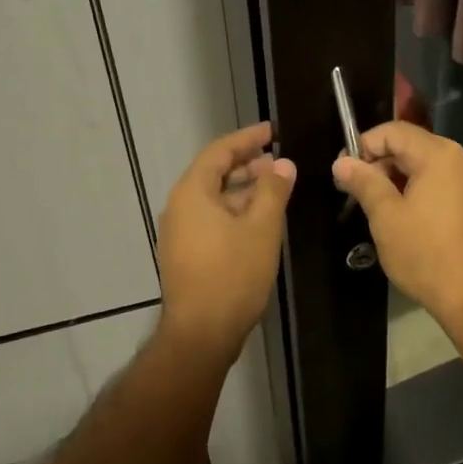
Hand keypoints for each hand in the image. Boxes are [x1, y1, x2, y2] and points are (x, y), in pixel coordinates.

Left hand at [157, 123, 295, 363]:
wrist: (201, 333)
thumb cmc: (233, 275)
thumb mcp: (261, 228)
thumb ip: (273, 191)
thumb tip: (283, 164)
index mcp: (193, 192)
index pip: (219, 152)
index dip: (247, 138)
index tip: (273, 131)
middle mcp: (180, 207)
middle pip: (214, 173)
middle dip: (247, 164)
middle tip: (279, 162)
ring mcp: (180, 232)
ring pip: (214, 198)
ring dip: (243, 190)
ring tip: (275, 189)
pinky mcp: (186, 253)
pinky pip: (211, 219)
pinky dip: (235, 211)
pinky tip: (259, 221)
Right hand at [333, 122, 462, 325]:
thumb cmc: (425, 254)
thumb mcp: (386, 217)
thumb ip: (364, 182)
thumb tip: (342, 161)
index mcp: (440, 154)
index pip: (394, 131)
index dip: (364, 145)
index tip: (343, 170)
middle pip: (413, 146)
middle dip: (381, 163)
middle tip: (355, 191)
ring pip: (427, 167)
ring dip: (398, 179)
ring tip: (376, 206)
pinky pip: (443, 184)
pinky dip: (420, 191)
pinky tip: (405, 216)